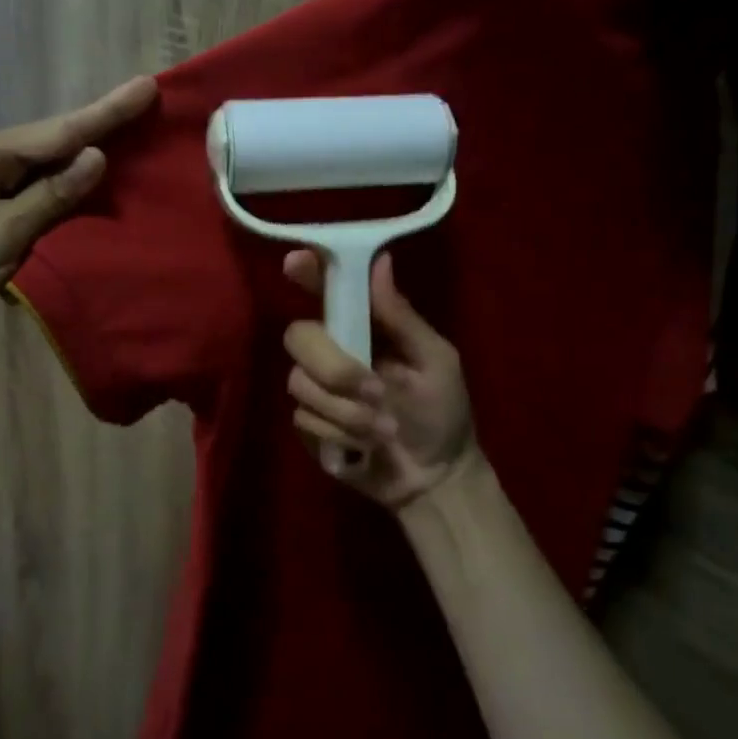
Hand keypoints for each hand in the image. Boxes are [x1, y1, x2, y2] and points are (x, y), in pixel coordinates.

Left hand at [0, 76, 158, 358]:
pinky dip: (66, 194)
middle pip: (50, 143)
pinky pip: (35, 198)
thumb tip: (97, 156)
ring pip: (44, 171)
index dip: (106, 112)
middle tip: (146, 104)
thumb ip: (52, 196)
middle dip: (99, 127)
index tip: (147, 85)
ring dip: (85, 160)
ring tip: (132, 138)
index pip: (55, 132)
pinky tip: (93, 187)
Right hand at [282, 251, 477, 509]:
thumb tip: (381, 260)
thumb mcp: (435, 361)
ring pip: (300, 382)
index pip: (326, 289)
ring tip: (385, 431)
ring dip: (347, 411)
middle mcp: (332, 350)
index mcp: (363, 327)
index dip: (306, 273)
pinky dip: (340, 433)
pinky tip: (365, 447)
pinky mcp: (308, 425)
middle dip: (336, 368)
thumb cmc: (442, 412)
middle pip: (299, 336)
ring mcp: (315, 388)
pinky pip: (303, 418)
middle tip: (376, 391)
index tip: (295, 264)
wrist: (435, 478)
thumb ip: (403, 317)